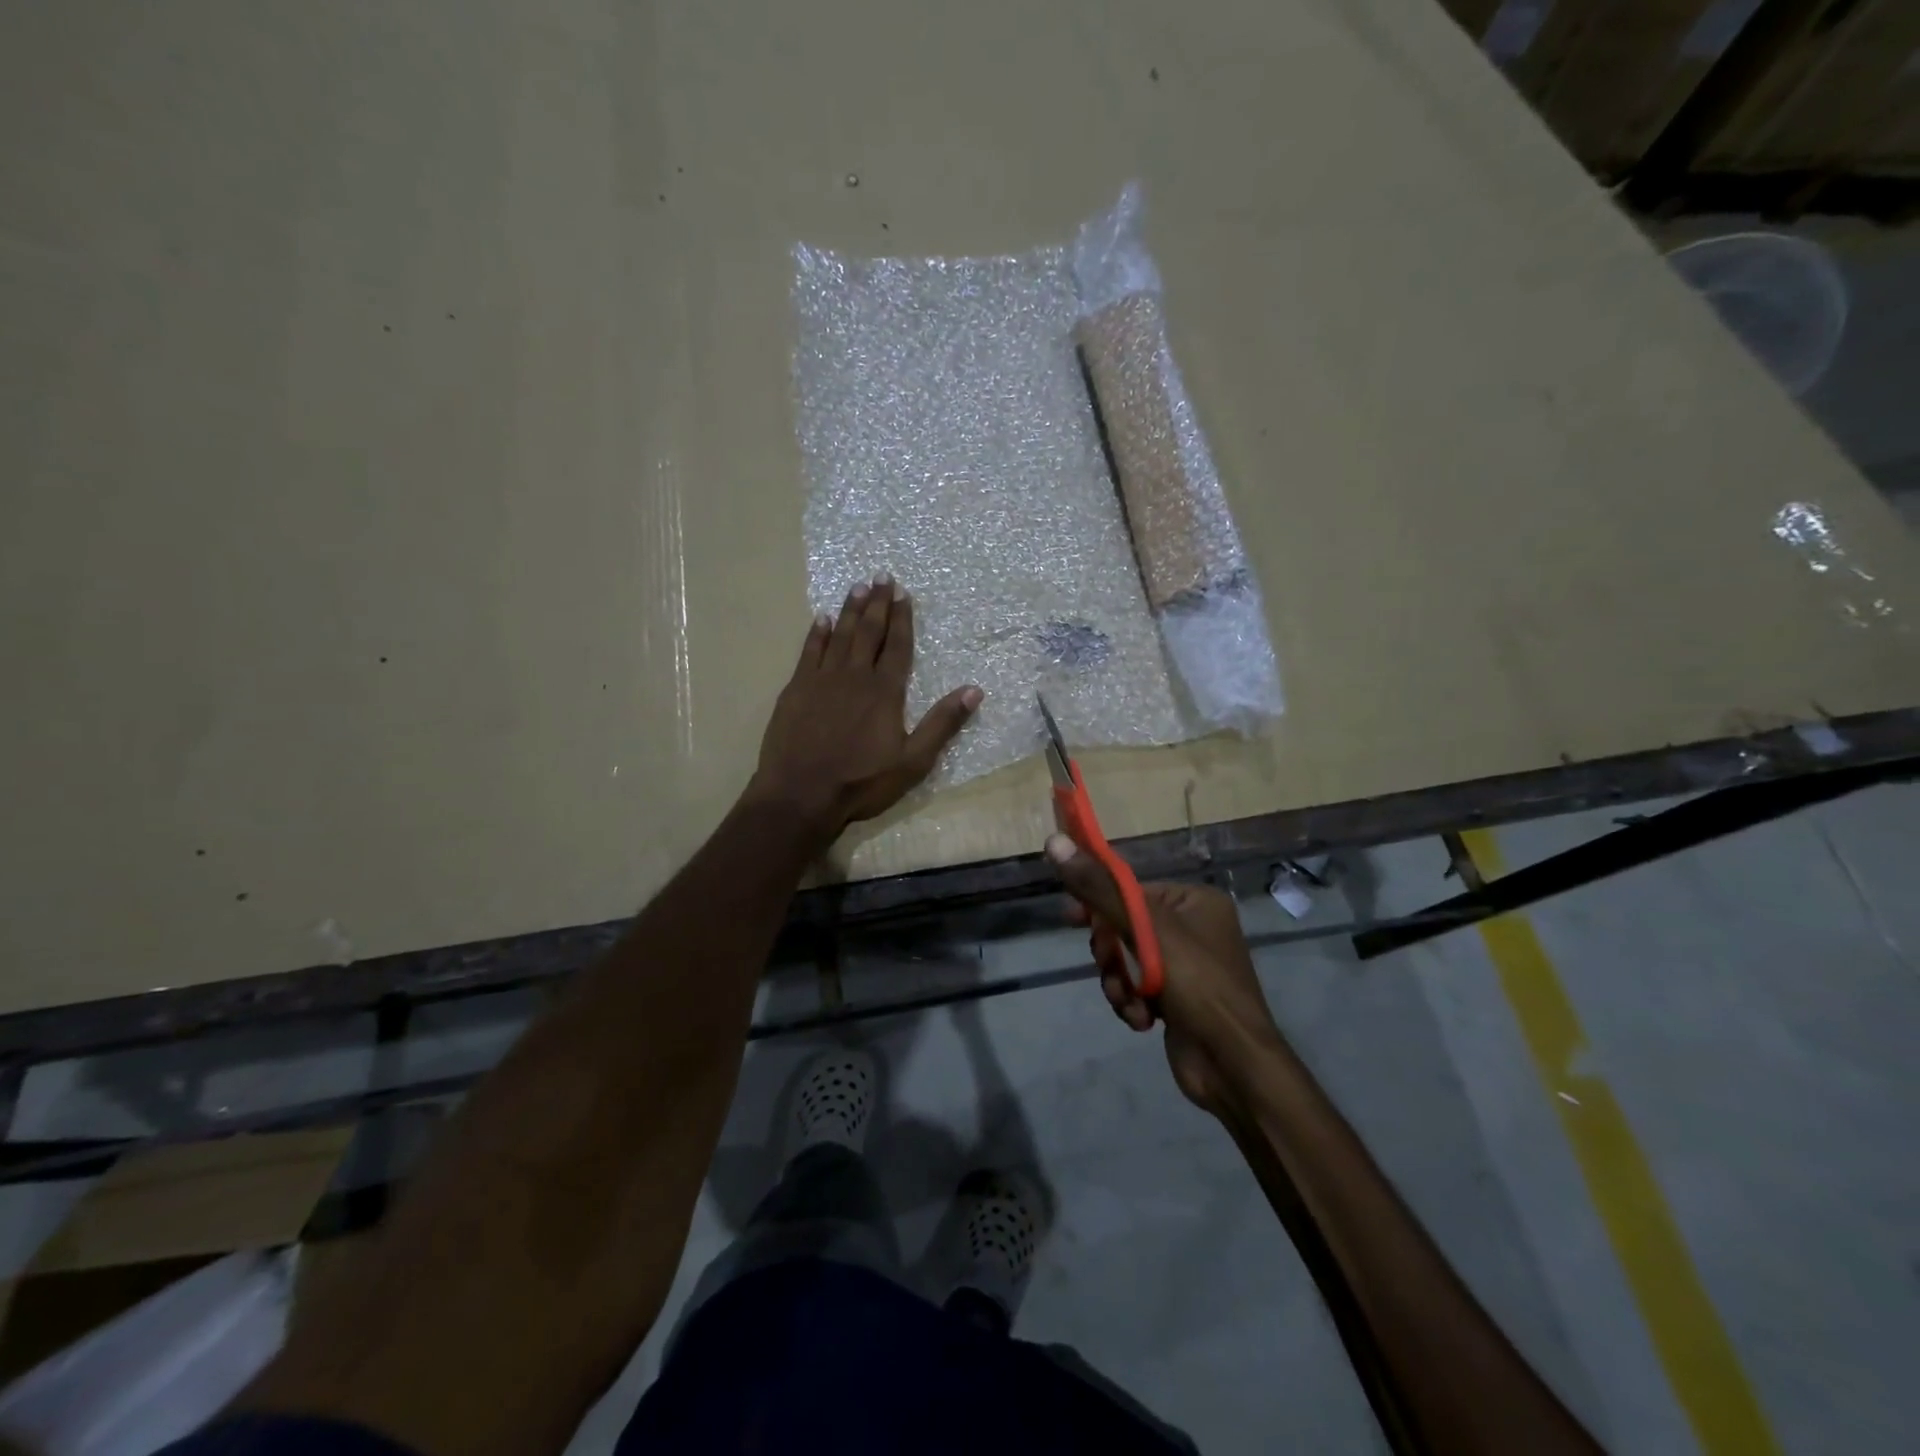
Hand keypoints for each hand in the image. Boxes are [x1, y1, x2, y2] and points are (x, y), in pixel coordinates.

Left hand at [750, 573, 981, 838]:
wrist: (800, 794)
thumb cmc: (861, 782)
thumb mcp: (913, 761)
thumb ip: (942, 724)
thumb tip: (975, 691)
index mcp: (885, 691)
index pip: (897, 646)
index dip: (902, 618)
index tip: (903, 593)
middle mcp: (854, 676)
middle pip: (868, 632)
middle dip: (877, 603)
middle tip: (881, 576)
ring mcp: (821, 680)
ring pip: (839, 635)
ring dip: (850, 610)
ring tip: (857, 587)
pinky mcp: (795, 690)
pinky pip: (809, 652)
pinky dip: (817, 633)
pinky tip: (822, 619)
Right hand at [1046, 835, 1283, 1116]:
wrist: (1233, 1065)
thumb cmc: (1196, 984)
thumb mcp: (1144, 929)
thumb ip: (1098, 888)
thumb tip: (1054, 841)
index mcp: (1195, 900)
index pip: (1132, 890)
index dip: (1098, 903)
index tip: (1070, 918)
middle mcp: (1194, 928)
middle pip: (1125, 926)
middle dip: (1112, 954)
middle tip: (1111, 968)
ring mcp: (1186, 967)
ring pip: (1127, 961)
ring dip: (1119, 982)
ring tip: (1131, 1001)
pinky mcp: (1178, 1000)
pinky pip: (1138, 988)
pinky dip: (1133, 1002)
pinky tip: (1143, 1021)